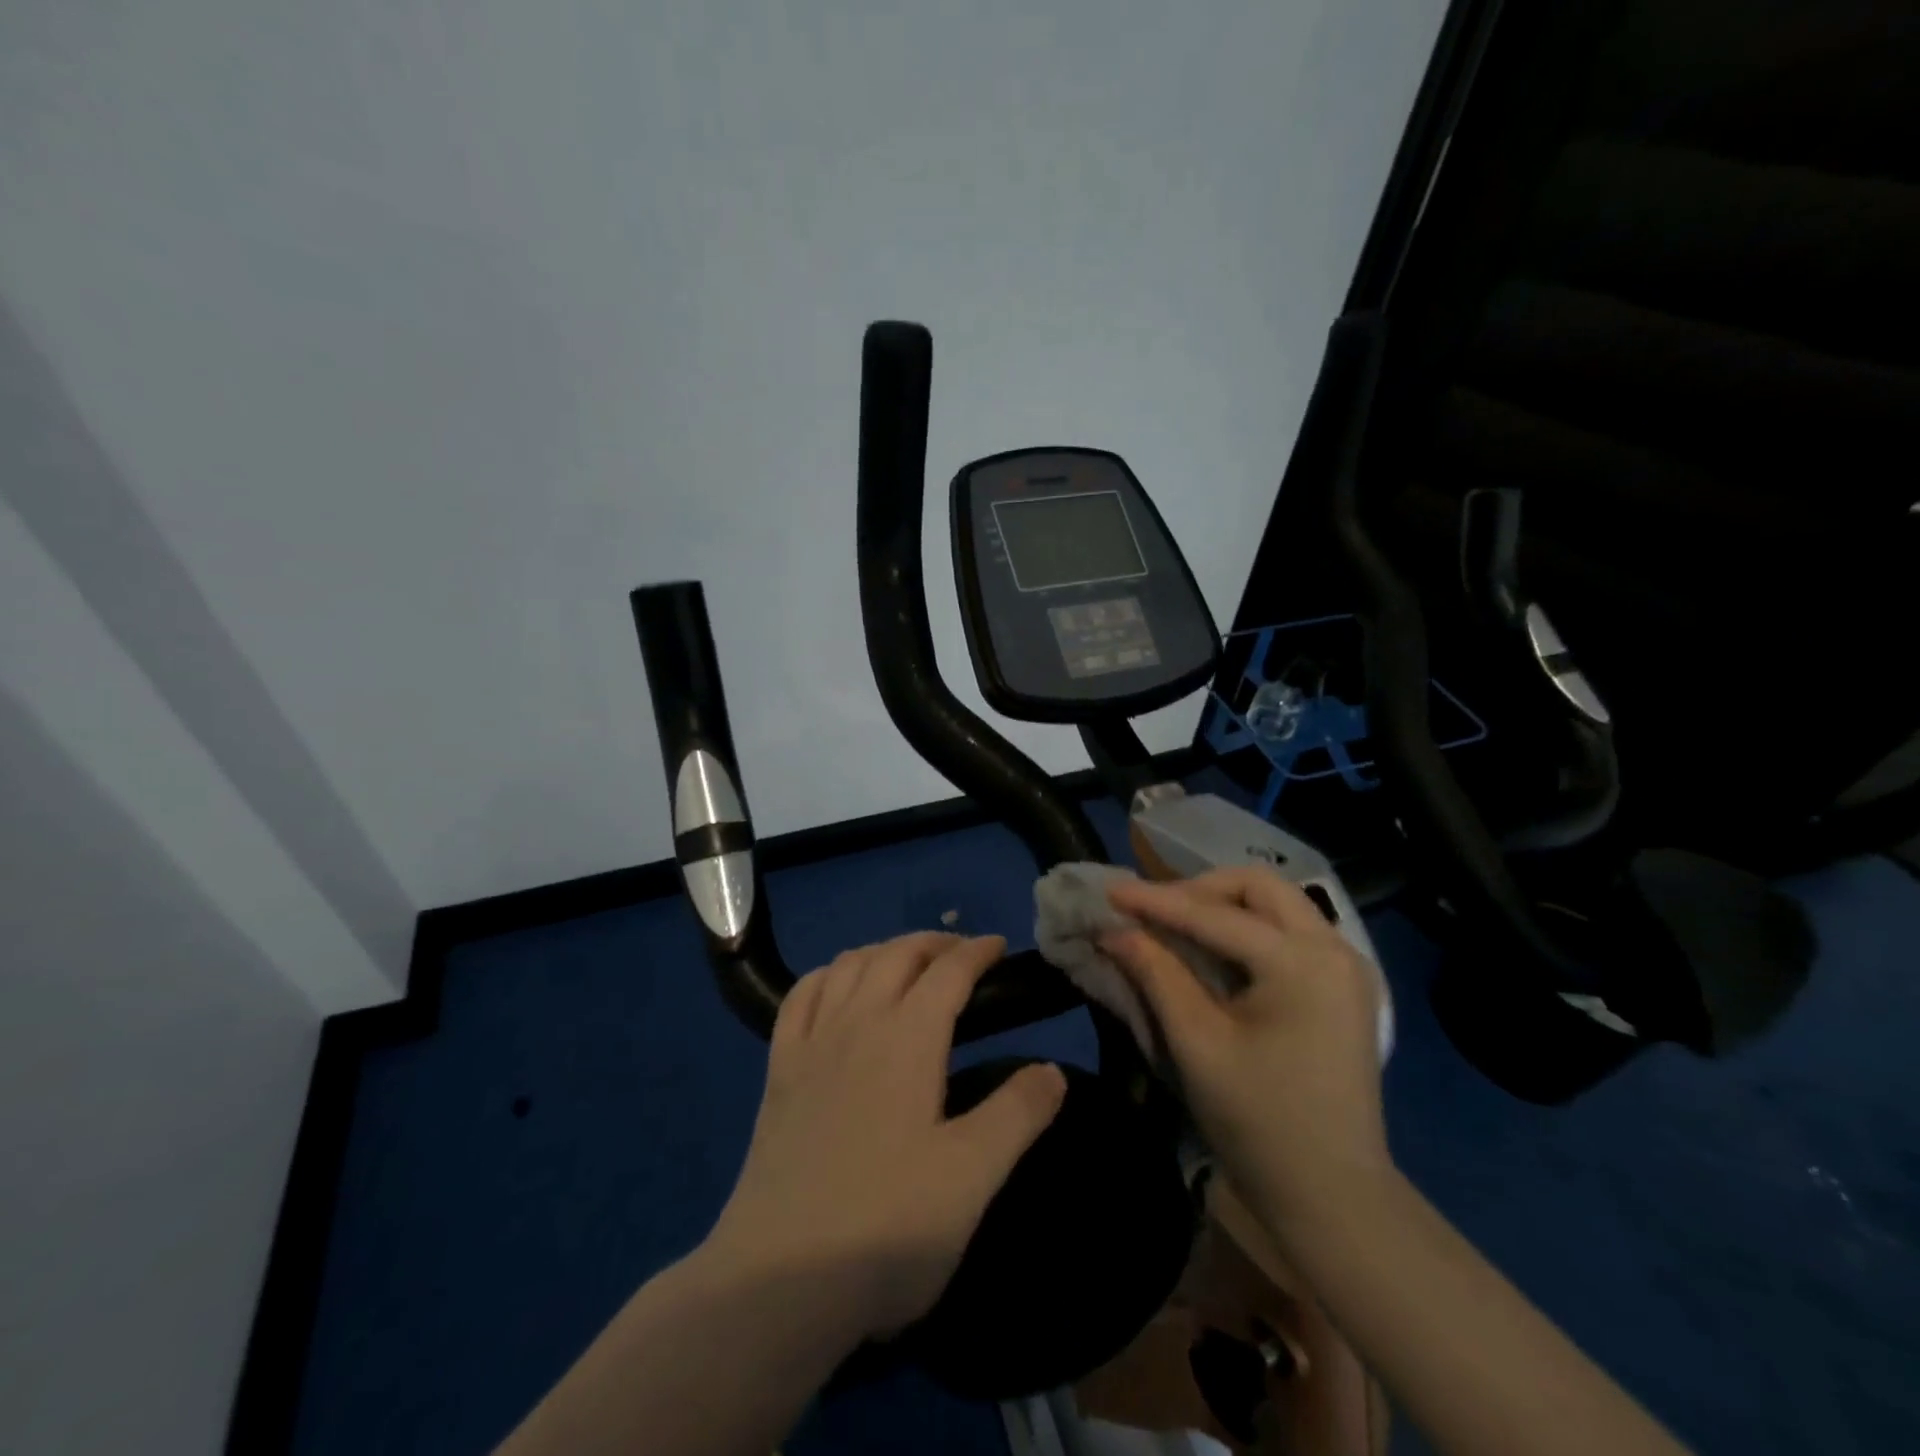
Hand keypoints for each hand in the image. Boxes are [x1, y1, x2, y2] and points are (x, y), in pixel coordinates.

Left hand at [704, 932, 1067, 1340]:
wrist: (780, 1279)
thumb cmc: (887, 1224)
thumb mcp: (973, 1175)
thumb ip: (1019, 1114)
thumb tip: (1053, 1069)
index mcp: (908, 1038)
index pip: (948, 971)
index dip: (977, 950)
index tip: (1000, 946)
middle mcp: (858, 1022)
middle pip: (896, 955)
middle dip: (934, 942)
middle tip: (962, 953)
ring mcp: (811, 1043)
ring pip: (848, 964)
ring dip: (884, 950)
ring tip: (907, 963)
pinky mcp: (778, 1071)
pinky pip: (799, 996)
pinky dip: (827, 975)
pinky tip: (836, 986)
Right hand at [1102, 868, 1391, 1226]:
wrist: (1335, 1197)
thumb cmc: (1260, 1123)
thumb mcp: (1197, 1044)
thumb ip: (1157, 974)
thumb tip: (1115, 932)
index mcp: (1303, 963)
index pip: (1215, 915)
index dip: (1156, 901)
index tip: (1110, 891)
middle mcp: (1335, 948)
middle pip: (1259, 887)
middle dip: (1199, 890)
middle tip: (1154, 912)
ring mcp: (1347, 966)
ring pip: (1276, 903)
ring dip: (1223, 905)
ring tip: (1176, 925)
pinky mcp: (1345, 986)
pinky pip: (1289, 931)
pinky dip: (1247, 928)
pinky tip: (1215, 949)